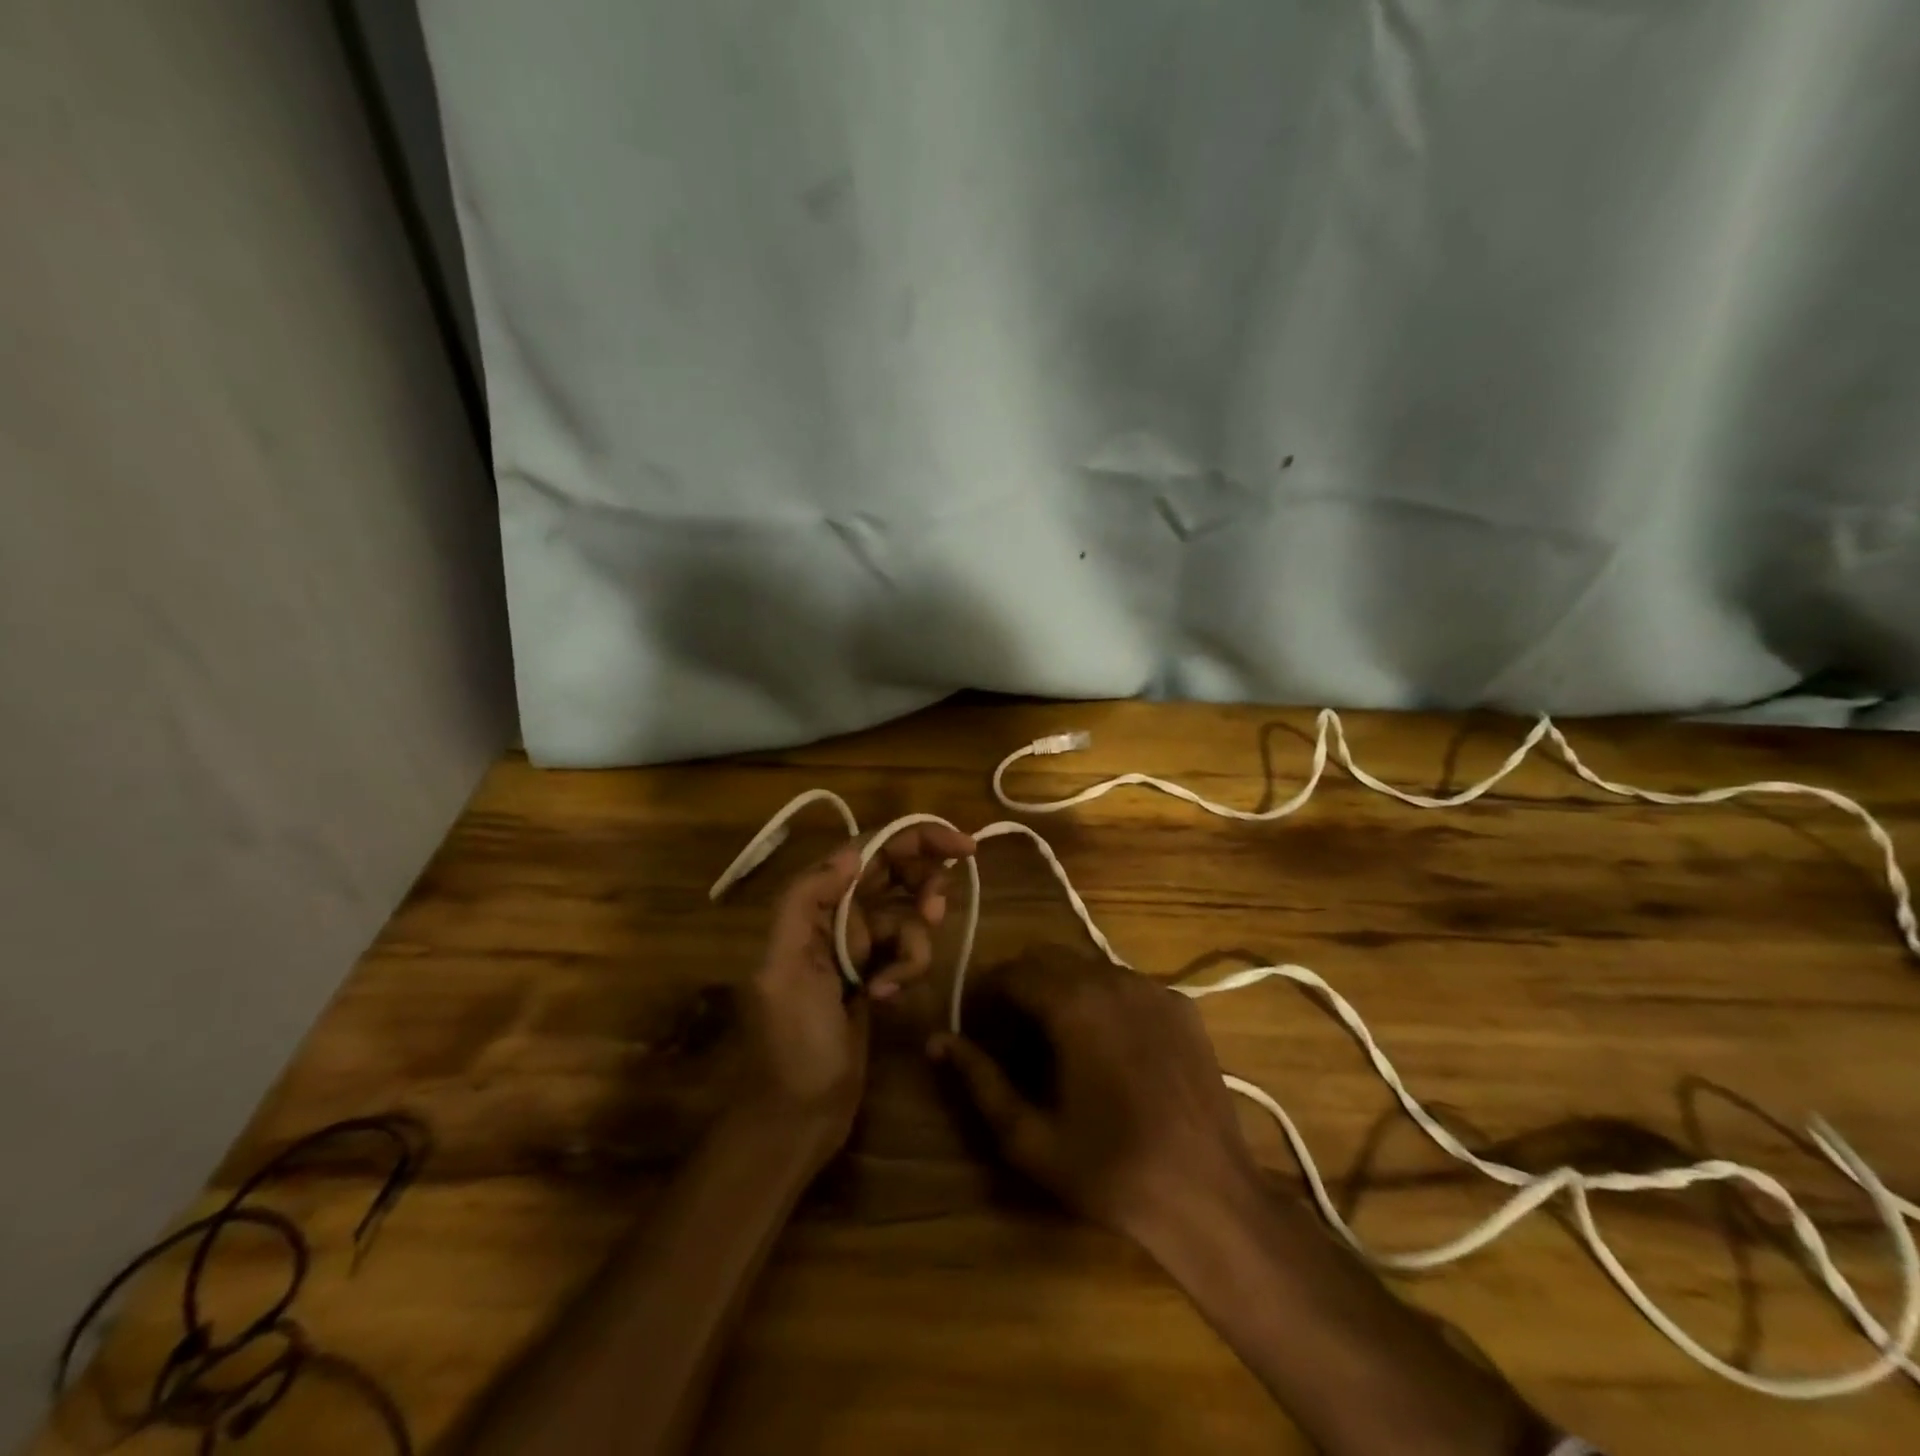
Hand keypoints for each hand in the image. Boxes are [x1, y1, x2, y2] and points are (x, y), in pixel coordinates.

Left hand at [742, 826, 975, 1132]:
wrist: (797, 1116)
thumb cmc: (790, 1044)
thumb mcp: (783, 969)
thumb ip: (806, 901)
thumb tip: (853, 852)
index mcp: (813, 905)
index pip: (868, 851)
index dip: (915, 837)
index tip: (964, 844)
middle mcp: (836, 916)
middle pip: (895, 874)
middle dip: (923, 885)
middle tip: (936, 911)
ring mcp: (858, 947)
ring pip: (907, 916)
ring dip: (914, 943)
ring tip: (894, 980)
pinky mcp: (875, 974)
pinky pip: (907, 951)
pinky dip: (907, 969)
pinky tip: (887, 999)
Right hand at [929, 945, 1258, 1241]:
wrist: (1208, 1197)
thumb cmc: (1111, 1171)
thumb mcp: (1030, 1137)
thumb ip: (979, 1080)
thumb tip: (937, 1041)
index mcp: (1073, 1004)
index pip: (1012, 971)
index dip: (986, 991)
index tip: (975, 1021)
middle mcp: (1113, 979)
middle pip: (1049, 958)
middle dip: (1021, 983)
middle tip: (1010, 1029)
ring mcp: (1154, 989)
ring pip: (1089, 966)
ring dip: (1062, 987)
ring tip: (1057, 1037)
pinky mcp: (1183, 1006)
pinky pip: (1129, 984)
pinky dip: (1104, 999)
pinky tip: (1108, 1044)